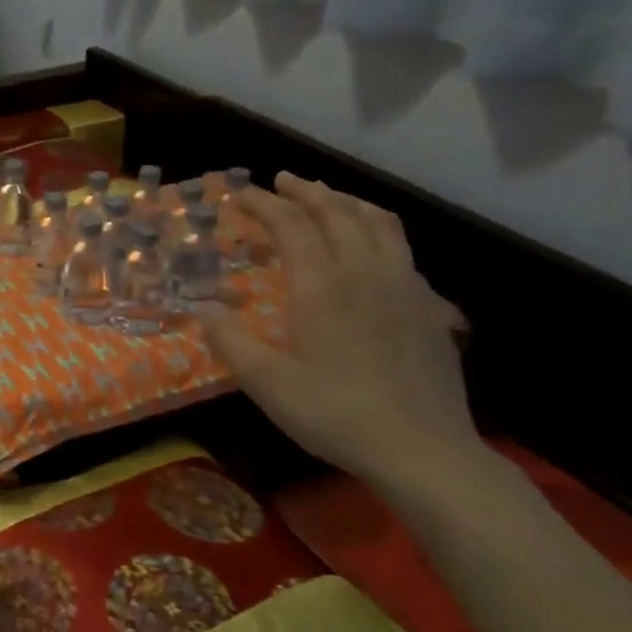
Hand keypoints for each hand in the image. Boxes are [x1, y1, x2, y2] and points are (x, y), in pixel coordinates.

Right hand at [200, 174, 482, 488]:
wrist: (422, 449)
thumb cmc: (334, 412)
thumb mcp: (265, 382)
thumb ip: (229, 340)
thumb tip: (203, 308)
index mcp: (323, 286)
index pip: (292, 226)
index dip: (264, 205)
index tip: (240, 193)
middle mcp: (366, 274)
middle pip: (338, 214)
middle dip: (306, 192)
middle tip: (281, 181)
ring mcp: (405, 288)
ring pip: (379, 225)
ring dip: (347, 203)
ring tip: (327, 197)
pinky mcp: (429, 308)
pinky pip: (402, 250)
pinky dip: (379, 230)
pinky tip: (371, 248)